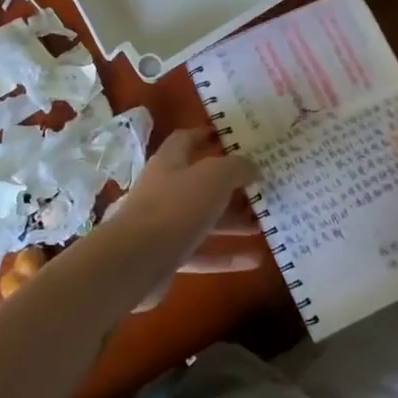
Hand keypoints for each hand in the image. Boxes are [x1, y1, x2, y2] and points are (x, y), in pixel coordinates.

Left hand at [96, 130, 259, 304]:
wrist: (133, 262)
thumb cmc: (174, 208)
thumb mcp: (213, 177)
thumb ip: (236, 167)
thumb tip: (251, 166)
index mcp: (169, 162)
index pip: (186, 139)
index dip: (206, 135)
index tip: (234, 138)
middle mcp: (164, 190)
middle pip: (200, 183)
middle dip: (230, 186)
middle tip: (261, 187)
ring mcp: (164, 225)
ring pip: (204, 219)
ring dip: (233, 221)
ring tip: (264, 223)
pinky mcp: (166, 257)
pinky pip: (202, 253)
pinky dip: (226, 256)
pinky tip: (255, 260)